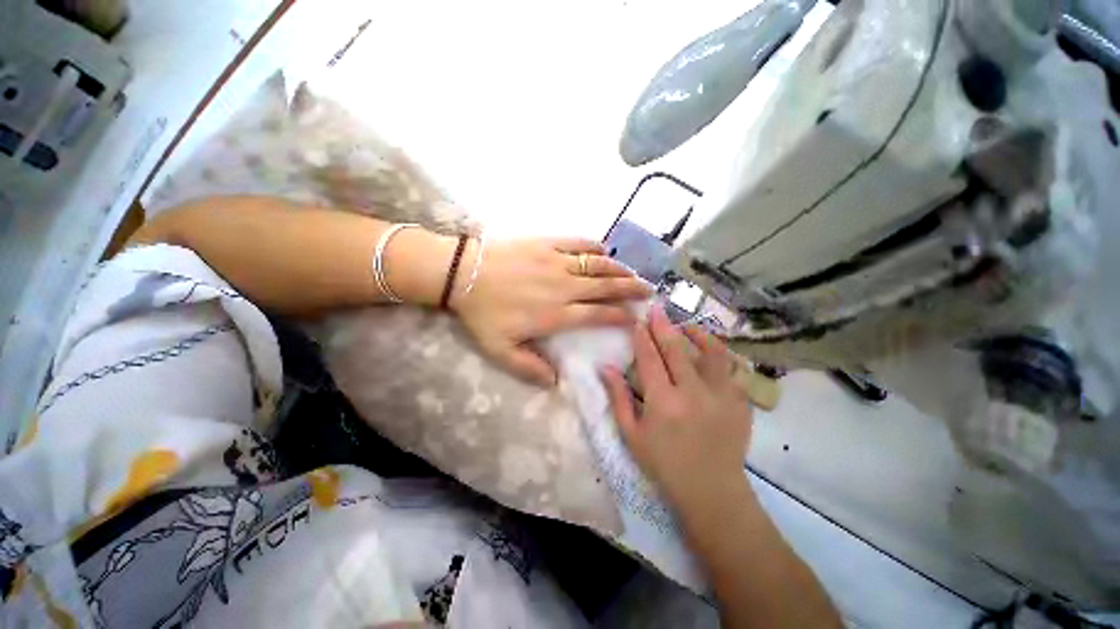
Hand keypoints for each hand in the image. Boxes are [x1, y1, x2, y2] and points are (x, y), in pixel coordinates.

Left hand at [452, 237, 650, 385]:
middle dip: (630, 289)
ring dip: (618, 269)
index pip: (597, 315)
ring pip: (597, 264)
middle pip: (605, 287)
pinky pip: (577, 243)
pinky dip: (594, 246)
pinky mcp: (547, 244)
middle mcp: (564, 287)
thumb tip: (556, 382)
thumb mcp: (501, 351)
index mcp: (556, 313)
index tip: (635, 318)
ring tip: (633, 273)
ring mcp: (556, 262)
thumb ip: (530, 369)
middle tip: (649, 291)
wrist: (463, 275)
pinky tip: (604, 250)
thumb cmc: (482, 313)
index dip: (619, 316)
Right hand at [601, 305, 752, 511]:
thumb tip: (604, 368)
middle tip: (656, 309)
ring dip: (697, 334)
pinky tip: (709, 352)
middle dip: (663, 325)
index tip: (637, 321)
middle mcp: (693, 393)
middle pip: (676, 349)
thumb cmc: (665, 465)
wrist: (712, 491)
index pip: (649, 358)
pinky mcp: (740, 402)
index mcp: (663, 402)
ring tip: (687, 327)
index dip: (641, 337)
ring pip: (711, 352)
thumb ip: (618, 398)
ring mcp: (721, 396)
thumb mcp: (632, 434)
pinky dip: (718, 355)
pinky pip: (730, 369)